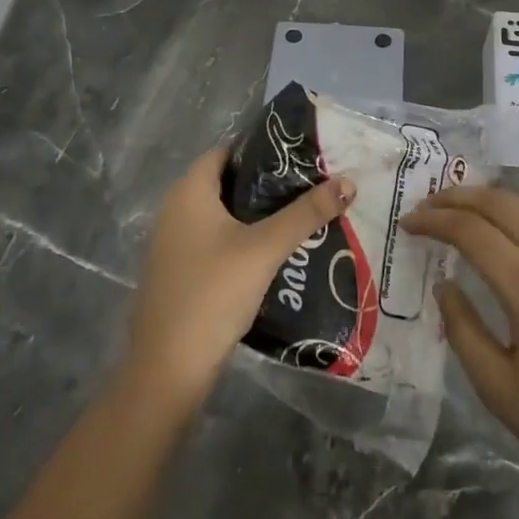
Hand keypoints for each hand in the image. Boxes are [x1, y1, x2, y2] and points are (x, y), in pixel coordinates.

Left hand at [124, 149, 356, 416]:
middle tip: (310, 184)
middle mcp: (175, 210)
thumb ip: (306, 213)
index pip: (226, 151)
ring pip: (222, 215)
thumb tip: (349, 181)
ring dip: (257, 215)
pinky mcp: (179, 272)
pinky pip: (215, 241)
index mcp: (188, 191)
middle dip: (267, 184)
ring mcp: (174, 244)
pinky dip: (242, 240)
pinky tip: (274, 253)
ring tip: (301, 215)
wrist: (168, 369)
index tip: (299, 155)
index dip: (261, 149)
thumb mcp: (265, 248)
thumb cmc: (213, 293)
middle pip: (226, 183)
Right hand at [406, 187, 518, 511]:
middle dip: (460, 198)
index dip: (434, 221)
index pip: (471, 231)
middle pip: (504, 203)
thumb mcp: (498, 389)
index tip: (410, 224)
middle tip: (432, 207)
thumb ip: (463, 329)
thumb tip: (445, 285)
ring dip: (504, 202)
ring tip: (482, 219)